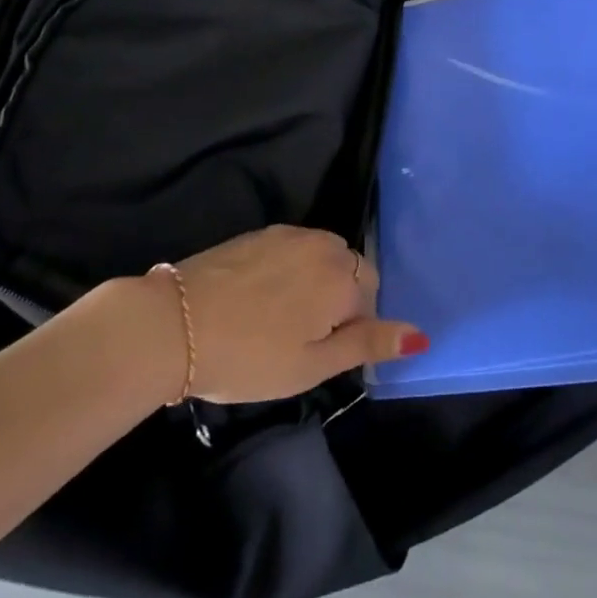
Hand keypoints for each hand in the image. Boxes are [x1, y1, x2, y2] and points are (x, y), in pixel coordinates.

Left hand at [166, 224, 426, 403]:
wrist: (176, 323)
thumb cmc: (250, 357)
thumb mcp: (312, 365)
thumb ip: (368, 344)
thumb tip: (420, 336)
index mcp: (342, 277)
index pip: (371, 295)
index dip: (353, 326)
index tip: (321, 350)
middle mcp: (324, 244)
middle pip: (348, 269)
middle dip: (337, 299)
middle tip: (301, 338)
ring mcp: (290, 234)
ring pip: (320, 256)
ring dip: (313, 282)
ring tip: (279, 319)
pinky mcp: (261, 232)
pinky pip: (293, 248)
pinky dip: (288, 270)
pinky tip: (259, 298)